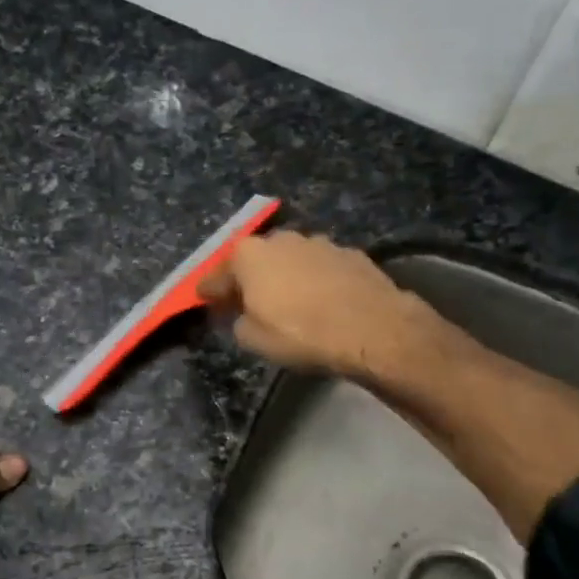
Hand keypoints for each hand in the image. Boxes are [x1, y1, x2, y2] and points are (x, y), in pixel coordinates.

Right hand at [197, 231, 445, 381]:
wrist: (374, 329)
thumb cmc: (302, 334)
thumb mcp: (254, 339)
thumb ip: (238, 321)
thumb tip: (241, 314)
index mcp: (249, 255)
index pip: (217, 275)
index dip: (209, 291)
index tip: (203, 300)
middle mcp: (281, 239)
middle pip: (255, 260)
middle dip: (248, 278)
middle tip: (245, 301)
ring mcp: (318, 243)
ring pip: (290, 260)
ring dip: (284, 277)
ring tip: (287, 302)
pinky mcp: (350, 253)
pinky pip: (320, 268)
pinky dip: (314, 280)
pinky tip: (321, 301)